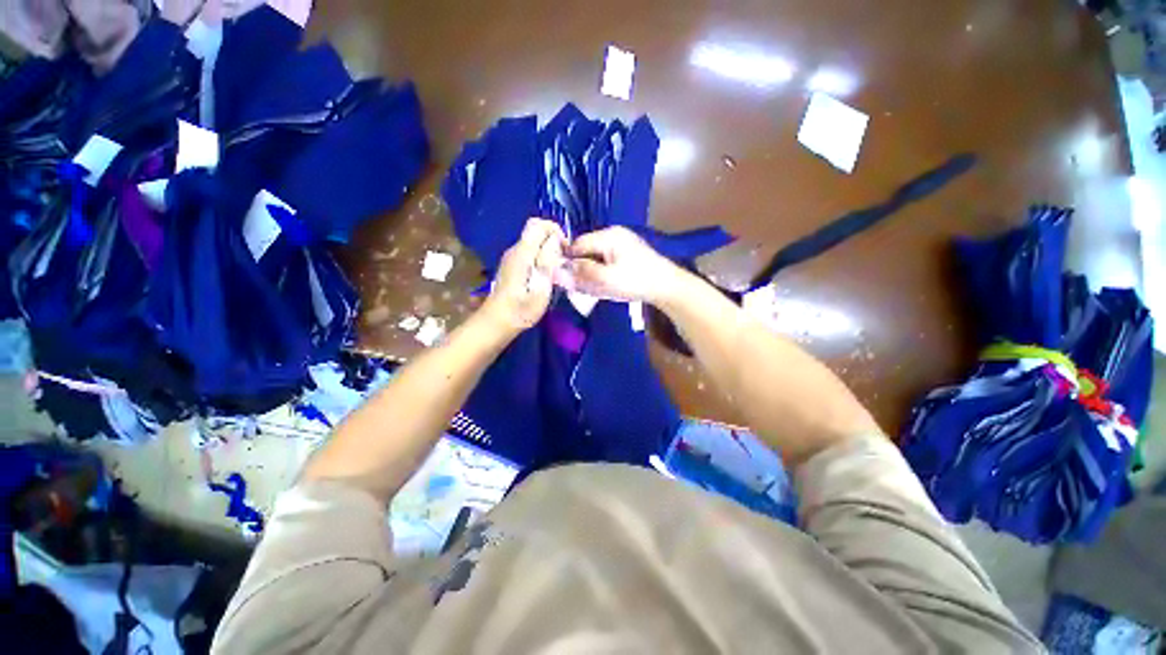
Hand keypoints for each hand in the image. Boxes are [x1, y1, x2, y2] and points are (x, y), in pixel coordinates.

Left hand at [480, 218, 567, 334]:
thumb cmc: (521, 310)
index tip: (565, 250)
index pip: (537, 224)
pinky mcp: (511, 266)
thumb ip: (547, 261)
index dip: (554, 230)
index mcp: (522, 253)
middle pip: (535, 232)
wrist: (497, 322)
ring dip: (548, 251)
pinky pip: (529, 253)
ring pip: (533, 243)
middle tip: (563, 263)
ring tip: (557, 271)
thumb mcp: (541, 288)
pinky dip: (541, 258)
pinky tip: (545, 276)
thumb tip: (554, 240)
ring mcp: (511, 258)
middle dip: (553, 241)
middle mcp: (514, 250)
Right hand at [558, 227, 681, 303]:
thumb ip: (581, 274)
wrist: (667, 287)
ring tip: (595, 288)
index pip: (577, 244)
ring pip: (596, 258)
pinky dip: (602, 274)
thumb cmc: (636, 281)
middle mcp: (614, 236)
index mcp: (609, 236)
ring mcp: (622, 245)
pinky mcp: (627, 255)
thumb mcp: (606, 279)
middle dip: (581, 269)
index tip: (565, 279)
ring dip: (591, 273)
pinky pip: (606, 262)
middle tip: (580, 287)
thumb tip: (557, 270)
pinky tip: (606, 286)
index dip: (568, 261)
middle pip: (586, 251)